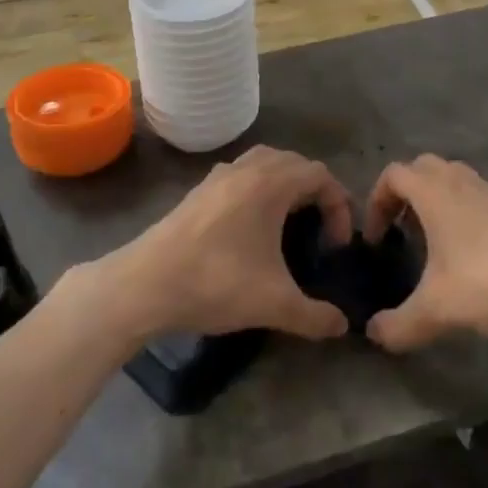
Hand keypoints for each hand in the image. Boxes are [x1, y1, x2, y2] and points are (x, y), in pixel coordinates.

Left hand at [103, 147, 353, 341]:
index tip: (337, 245)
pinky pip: (240, 175)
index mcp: (270, 183)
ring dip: (285, 184)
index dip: (339, 205)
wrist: (145, 284)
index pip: (320, 175)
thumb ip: (314, 315)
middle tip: (321, 228)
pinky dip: (258, 188)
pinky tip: (252, 227)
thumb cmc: (216, 283)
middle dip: (315, 191)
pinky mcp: (198, 191)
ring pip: (264, 163)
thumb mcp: (273, 304)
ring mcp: (218, 177)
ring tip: (291, 222)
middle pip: (294, 161)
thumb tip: (342, 326)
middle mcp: (246, 169)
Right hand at [363, 155, 487, 351]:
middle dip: (403, 194)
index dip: (376, 202)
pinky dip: (460, 211)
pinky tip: (466, 253)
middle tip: (400, 230)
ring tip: (431, 241)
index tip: (377, 238)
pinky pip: (474, 195)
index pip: (393, 175)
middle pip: (421, 168)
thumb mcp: (436, 311)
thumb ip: (397, 325)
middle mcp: (459, 181)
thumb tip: (372, 334)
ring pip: (450, 178)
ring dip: (433, 200)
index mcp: (435, 192)